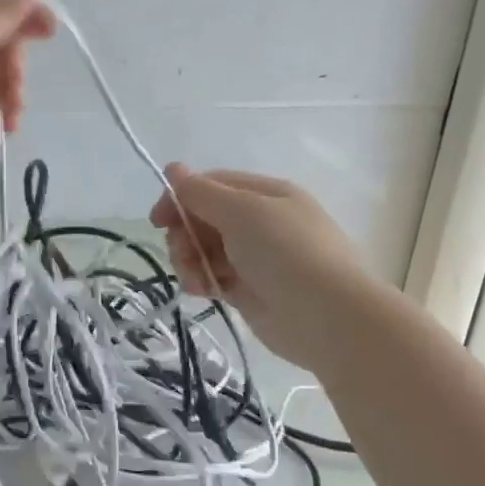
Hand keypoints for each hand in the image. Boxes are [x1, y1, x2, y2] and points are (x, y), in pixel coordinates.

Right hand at [149, 165, 363, 362]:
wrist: (327, 317)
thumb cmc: (286, 253)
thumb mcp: (242, 212)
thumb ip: (201, 193)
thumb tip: (173, 168)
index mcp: (265, 194)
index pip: (211, 185)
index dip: (180, 198)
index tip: (157, 219)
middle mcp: (260, 222)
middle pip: (203, 218)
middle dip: (185, 234)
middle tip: (183, 251)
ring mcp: (254, 257)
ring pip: (204, 249)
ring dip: (190, 260)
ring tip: (196, 278)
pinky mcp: (248, 289)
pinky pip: (212, 276)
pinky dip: (202, 281)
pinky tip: (204, 291)